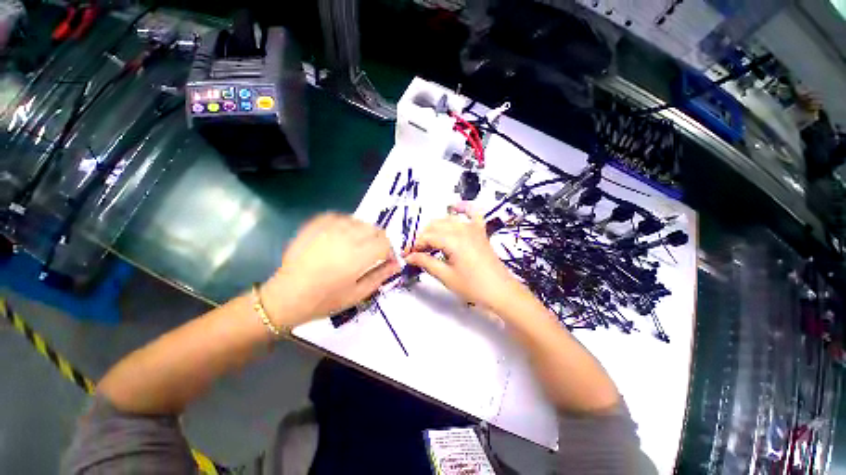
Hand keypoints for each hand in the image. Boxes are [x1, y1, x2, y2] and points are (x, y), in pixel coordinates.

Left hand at [262, 213, 399, 326]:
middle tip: (370, 254)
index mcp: (358, 256)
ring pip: (359, 221)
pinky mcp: (316, 225)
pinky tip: (342, 235)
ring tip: (355, 245)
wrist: (287, 296)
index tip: (384, 260)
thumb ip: (381, 276)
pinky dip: (347, 224)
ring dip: (363, 232)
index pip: (385, 242)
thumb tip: (397, 263)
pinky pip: (340, 216)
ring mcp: (329, 229)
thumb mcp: (358, 294)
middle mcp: (346, 237)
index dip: (389, 250)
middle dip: (378, 241)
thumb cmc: (325, 300)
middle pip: (374, 229)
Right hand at [404, 204, 530, 312]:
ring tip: (429, 241)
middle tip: (416, 252)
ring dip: (436, 227)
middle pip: (435, 226)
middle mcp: (462, 229)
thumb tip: (409, 257)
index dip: (414, 245)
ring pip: (448, 219)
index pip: (427, 237)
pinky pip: (473, 214)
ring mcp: (473, 228)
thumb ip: (426, 262)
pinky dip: (464, 208)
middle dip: (422, 237)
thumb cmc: (473, 287)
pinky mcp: (481, 232)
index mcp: (453, 240)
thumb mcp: (446, 276)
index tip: (406, 255)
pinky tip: (456, 207)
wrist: (501, 292)